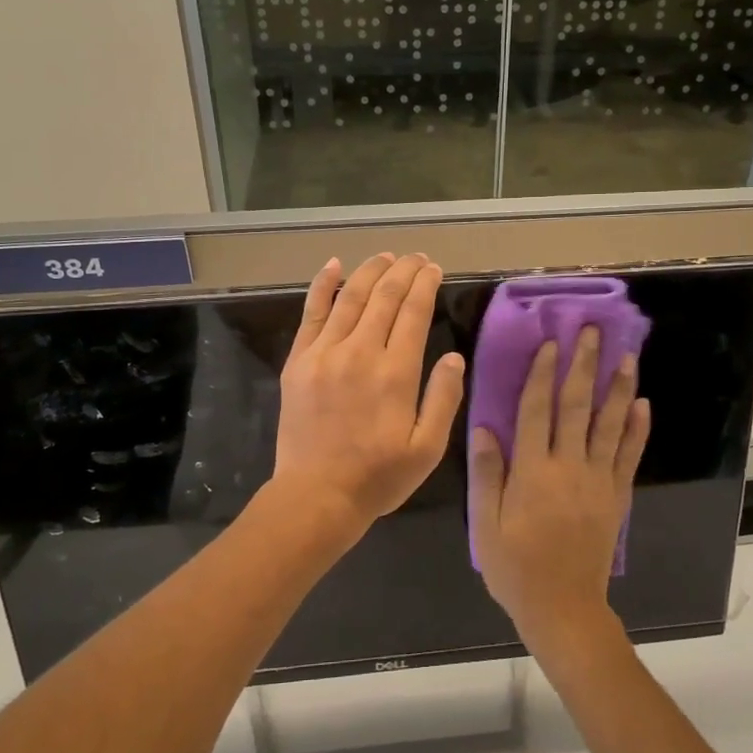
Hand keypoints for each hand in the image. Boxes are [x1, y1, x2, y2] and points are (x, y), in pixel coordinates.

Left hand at [273, 254, 465, 537]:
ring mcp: (325, 353)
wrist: (316, 496)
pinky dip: (323, 285)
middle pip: (384, 296)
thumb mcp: (428, 449)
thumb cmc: (378, 477)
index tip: (434, 268)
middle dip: (403, 270)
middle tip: (416, 258)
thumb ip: (444, 398)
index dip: (425, 284)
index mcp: (396, 372)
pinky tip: (334, 265)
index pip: (414, 311)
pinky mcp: (299, 361)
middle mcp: (361, 352)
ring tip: (386, 256)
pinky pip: (312, 313)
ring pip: (351, 297)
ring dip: (371, 271)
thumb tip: (454, 356)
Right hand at [470, 327, 649, 651]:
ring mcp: (598, 480)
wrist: (562, 607)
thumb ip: (486, 473)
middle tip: (593, 332)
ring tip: (627, 356)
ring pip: (610, 424)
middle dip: (584, 366)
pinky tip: (642, 405)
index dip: (542, 374)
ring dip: (619, 388)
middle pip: (577, 406)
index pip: (537, 410)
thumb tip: (485, 426)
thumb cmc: (515, 566)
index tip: (551, 344)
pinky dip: (637, 429)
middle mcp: (568, 466)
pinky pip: (629, 456)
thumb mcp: (486, 523)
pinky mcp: (616, 496)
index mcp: (532, 470)